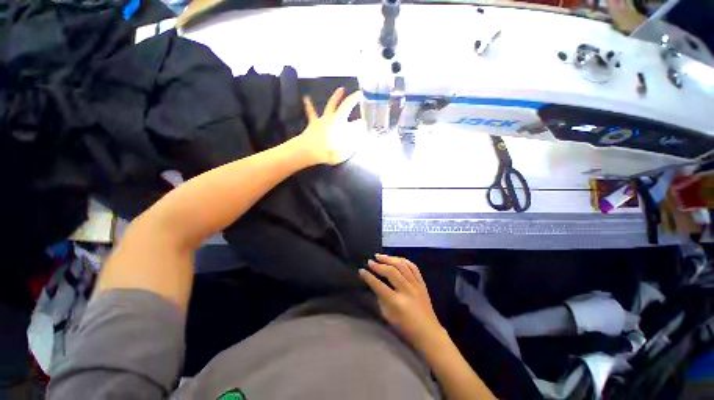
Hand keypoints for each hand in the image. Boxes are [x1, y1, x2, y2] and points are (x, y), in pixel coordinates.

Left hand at [299, 87, 362, 165]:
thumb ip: (355, 140)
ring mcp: (323, 120)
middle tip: (357, 94)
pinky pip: (311, 113)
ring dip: (336, 97)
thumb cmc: (329, 150)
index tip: (362, 100)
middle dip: (351, 100)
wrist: (309, 151)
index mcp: (340, 122)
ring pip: (330, 106)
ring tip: (340, 89)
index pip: (351, 112)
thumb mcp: (346, 149)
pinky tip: (306, 98)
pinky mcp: (313, 124)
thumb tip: (361, 131)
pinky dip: (309, 105)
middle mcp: (333, 118)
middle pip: (343, 106)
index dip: (357, 106)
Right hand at [359, 254, 445, 349]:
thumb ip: (379, 298)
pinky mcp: (422, 283)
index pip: (379, 285)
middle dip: (378, 265)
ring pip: (402, 265)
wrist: (428, 333)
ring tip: (380, 256)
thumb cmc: (405, 327)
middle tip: (370, 261)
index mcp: (396, 302)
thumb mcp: (387, 316)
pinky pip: (413, 267)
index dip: (368, 277)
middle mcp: (406, 290)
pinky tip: (395, 259)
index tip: (361, 270)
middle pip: (391, 272)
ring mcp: (416, 285)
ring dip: (389, 259)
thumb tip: (373, 283)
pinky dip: (403, 260)